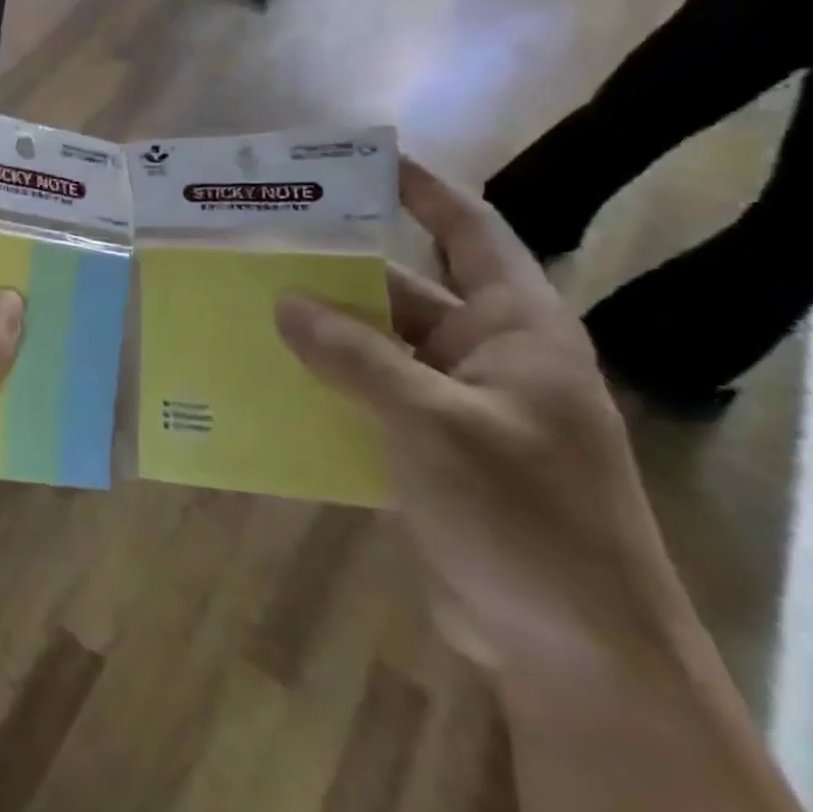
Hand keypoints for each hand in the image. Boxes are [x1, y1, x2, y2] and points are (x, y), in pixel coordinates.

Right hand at [274, 160, 695, 676]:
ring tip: (241, 305)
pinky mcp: (424, 448)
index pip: (468, 233)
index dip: (419, 191)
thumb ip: (355, 357)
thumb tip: (283, 301)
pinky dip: (318, 384)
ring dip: (315, 332)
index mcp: (515, 328)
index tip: (356, 161)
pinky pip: (361, 396)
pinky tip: (261, 378)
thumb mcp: (433, 423)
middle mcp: (483, 355)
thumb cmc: (522, 515)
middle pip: (399, 289)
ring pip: (371, 347)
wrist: (572, 649)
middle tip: (257, 244)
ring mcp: (452, 404)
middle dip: (332, 269)